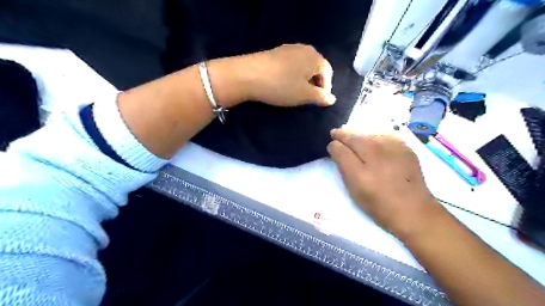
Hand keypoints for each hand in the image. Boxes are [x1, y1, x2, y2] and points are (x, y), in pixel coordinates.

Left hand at [242, 43, 336, 106]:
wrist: (247, 75)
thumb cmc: (281, 86)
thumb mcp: (304, 95)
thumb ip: (320, 97)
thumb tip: (331, 99)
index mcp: (314, 57)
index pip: (328, 73)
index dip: (325, 89)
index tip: (317, 102)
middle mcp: (304, 48)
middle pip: (315, 68)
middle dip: (314, 84)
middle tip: (306, 98)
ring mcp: (288, 49)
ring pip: (302, 67)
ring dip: (302, 80)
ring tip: (294, 93)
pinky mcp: (275, 53)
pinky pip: (290, 65)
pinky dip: (291, 75)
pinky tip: (283, 84)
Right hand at [326, 130, 439, 240]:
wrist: (413, 210)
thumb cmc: (378, 204)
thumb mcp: (354, 189)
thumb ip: (343, 167)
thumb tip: (336, 148)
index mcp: (360, 171)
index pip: (341, 148)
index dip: (334, 145)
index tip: (332, 144)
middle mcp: (375, 156)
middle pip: (354, 137)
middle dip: (344, 134)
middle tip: (337, 133)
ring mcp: (393, 150)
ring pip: (369, 134)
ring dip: (359, 135)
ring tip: (353, 137)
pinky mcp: (405, 148)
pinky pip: (384, 136)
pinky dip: (375, 137)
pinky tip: (373, 142)